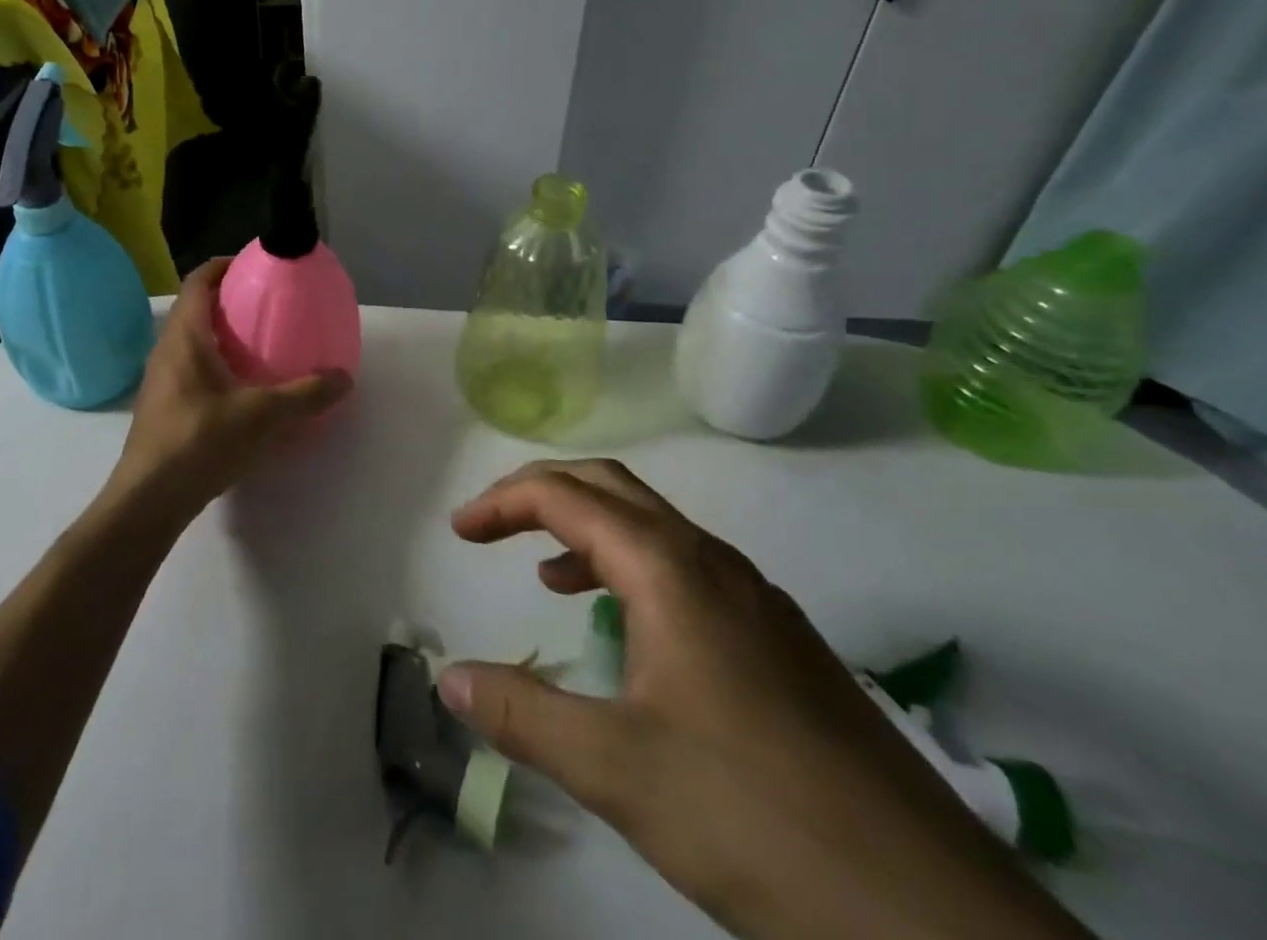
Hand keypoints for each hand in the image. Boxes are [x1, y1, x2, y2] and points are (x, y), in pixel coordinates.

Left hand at [103, 259, 350, 525]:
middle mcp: (167, 350)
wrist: (148, 499)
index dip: (222, 265)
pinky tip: (243, 389)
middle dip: (229, 300)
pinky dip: (216, 365)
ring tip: (261, 344)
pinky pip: (191, 369)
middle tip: (267, 305)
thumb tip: (344, 378)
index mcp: (185, 337)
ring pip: (192, 341)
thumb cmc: (200, 442)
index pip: (197, 281)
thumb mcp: (262, 415)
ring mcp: (160, 380)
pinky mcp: (163, 408)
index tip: (253, 264)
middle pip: (195, 309)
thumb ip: (305, 394)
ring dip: (222, 335)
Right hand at [438, 459, 1094, 939]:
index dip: (502, 501)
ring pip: (654, 526)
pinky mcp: (781, 641)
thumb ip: (522, 714)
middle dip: (542, 493)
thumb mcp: (616, 770)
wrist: (935, 918)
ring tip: (546, 572)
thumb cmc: (754, 816)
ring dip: (589, 527)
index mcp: (670, 568)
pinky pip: (687, 568)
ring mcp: (756, 599)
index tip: (458, 531)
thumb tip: (448, 678)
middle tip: (491, 526)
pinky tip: (628, 628)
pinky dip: (633, 567)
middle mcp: (713, 562)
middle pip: (611, 487)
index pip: (566, 496)